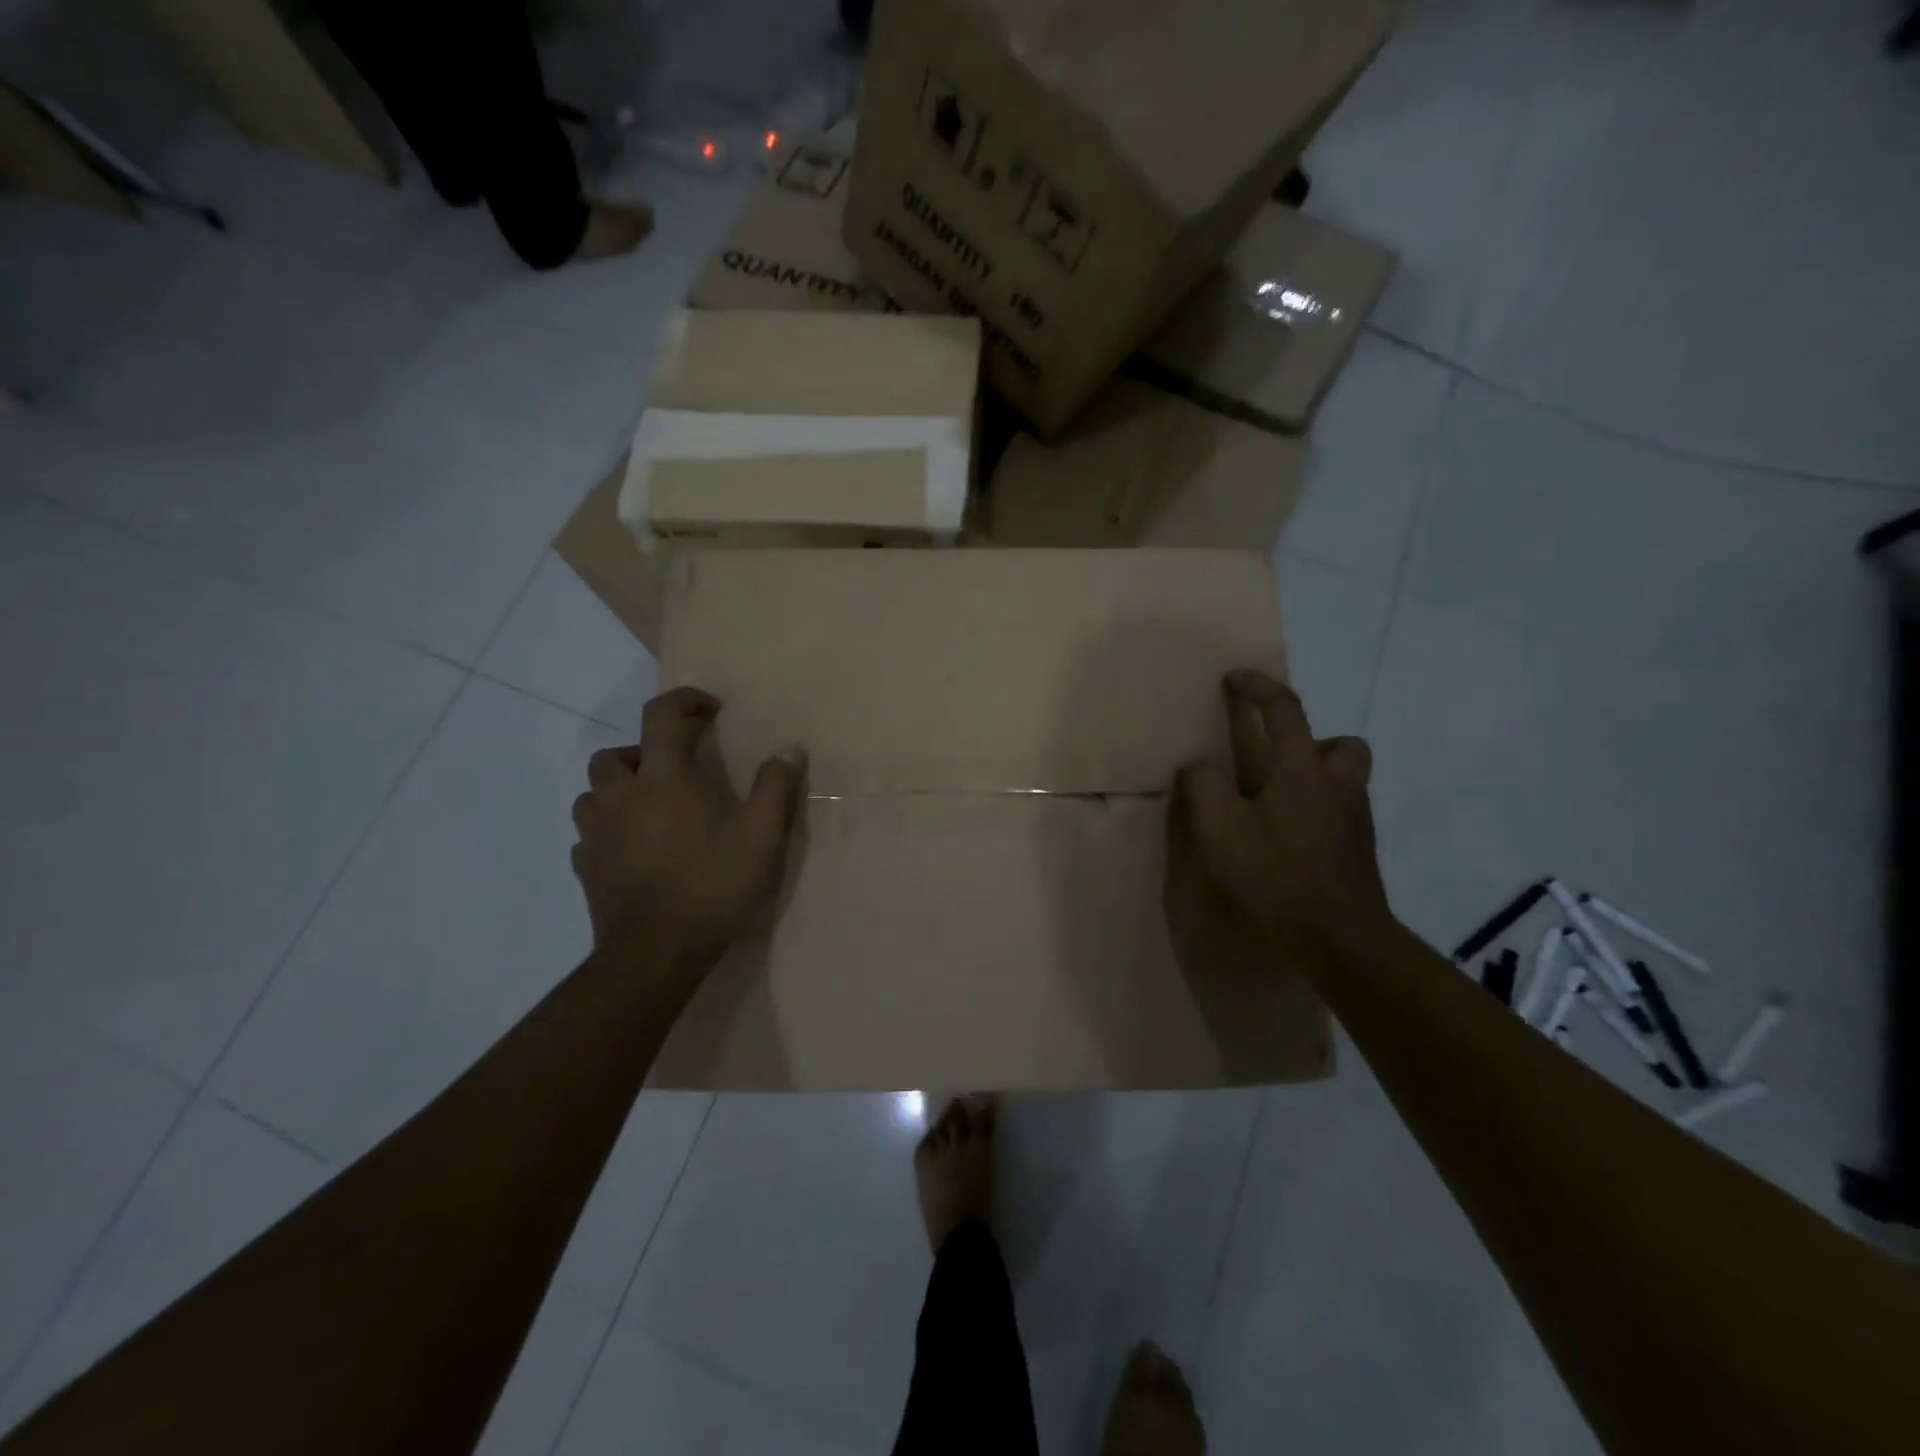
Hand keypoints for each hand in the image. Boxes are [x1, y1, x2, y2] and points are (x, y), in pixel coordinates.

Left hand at [571, 687, 805, 967]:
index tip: (709, 709)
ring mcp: (596, 834)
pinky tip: (631, 848)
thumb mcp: (763, 837)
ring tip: (649, 808)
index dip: (684, 701)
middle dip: (643, 751)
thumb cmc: (714, 886)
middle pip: (614, 754)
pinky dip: (608, 829)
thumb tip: (791, 748)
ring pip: (592, 793)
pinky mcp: (586, 868)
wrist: (657, 954)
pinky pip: (589, 835)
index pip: (662, 716)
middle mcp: (621, 796)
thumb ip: (776, 787)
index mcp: (664, 779)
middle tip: (675, 770)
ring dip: (618, 789)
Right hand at [1177, 671, 1392, 956]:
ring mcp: (1355, 820)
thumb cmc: (1276, 872)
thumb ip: (1203, 786)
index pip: (1284, 709)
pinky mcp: (1359, 851)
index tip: (1235, 679)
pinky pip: (1340, 813)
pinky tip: (1287, 841)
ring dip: (1316, 778)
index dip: (1257, 686)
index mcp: (1302, 768)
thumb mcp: (1219, 827)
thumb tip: (1201, 768)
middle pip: (1341, 743)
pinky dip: (1317, 813)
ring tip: (1275, 805)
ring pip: (1346, 779)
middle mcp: (1338, 785)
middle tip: (1276, 763)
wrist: (1338, 936)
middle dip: (1312, 742)